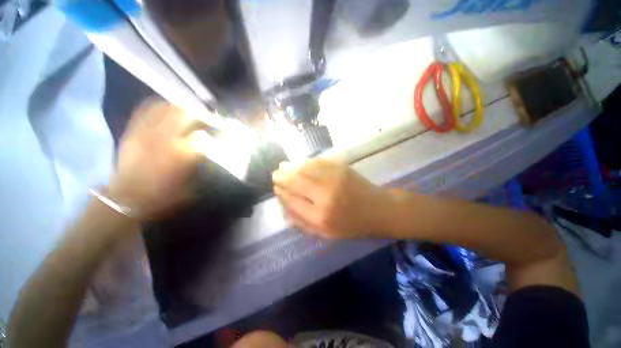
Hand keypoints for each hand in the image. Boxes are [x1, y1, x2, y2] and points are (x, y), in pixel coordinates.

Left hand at [108, 99, 207, 219]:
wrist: (125, 199)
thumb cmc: (162, 196)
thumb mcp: (190, 185)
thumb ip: (200, 164)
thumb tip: (207, 149)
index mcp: (180, 154)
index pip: (203, 136)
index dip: (215, 133)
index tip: (221, 133)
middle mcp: (163, 138)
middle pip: (185, 114)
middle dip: (201, 115)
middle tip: (210, 119)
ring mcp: (145, 132)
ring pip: (166, 108)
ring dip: (182, 108)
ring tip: (191, 113)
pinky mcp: (132, 131)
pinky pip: (146, 109)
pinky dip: (159, 106)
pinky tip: (168, 109)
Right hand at [272, 159, 397, 238]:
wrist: (379, 209)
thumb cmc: (352, 225)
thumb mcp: (326, 233)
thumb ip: (302, 223)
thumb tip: (283, 208)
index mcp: (319, 216)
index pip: (291, 200)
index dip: (281, 192)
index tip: (276, 188)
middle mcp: (324, 195)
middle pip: (294, 181)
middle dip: (281, 176)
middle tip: (275, 174)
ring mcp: (333, 178)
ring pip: (304, 168)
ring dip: (291, 166)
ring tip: (283, 166)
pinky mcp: (340, 167)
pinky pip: (317, 161)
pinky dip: (305, 161)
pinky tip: (300, 163)